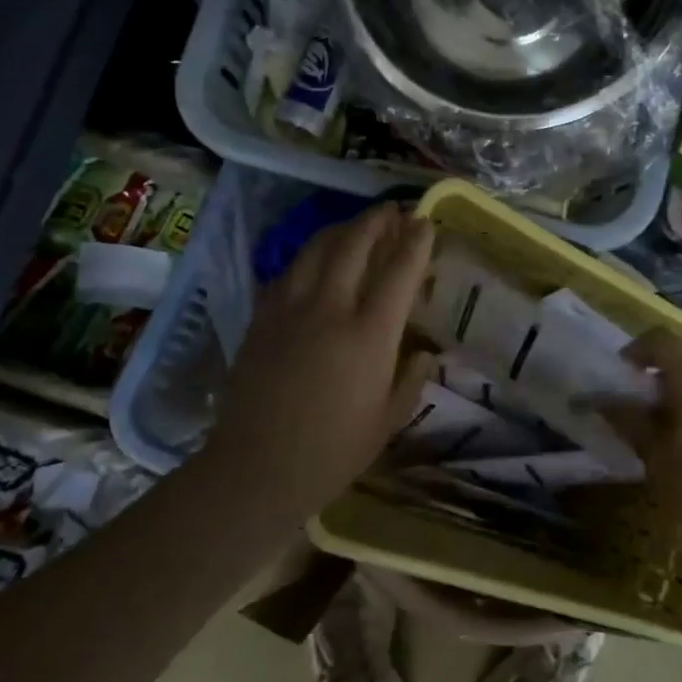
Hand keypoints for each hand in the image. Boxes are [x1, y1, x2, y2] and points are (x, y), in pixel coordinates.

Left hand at [202, 203, 437, 517]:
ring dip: (342, 229)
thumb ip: (411, 379)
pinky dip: (309, 256)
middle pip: (354, 244)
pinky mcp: (261, 318)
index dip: (416, 241)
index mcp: (368, 336)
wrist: (255, 469)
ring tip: (357, 227)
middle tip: (393, 212)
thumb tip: (424, 353)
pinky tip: (316, 262)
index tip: (426, 222)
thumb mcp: (388, 421)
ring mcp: (289, 309)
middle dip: (377, 221)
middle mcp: (329, 309)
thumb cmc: (333, 452)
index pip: (398, 272)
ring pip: (316, 248)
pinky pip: (288, 271)